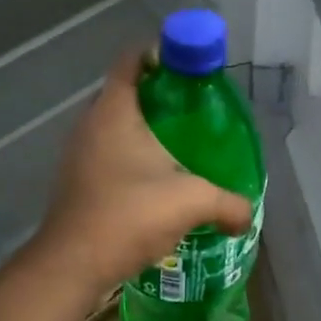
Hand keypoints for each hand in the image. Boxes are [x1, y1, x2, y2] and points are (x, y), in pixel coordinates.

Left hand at [30, 48, 252, 305]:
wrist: (72, 265)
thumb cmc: (129, 215)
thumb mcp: (191, 202)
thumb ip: (228, 203)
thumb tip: (248, 214)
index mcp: (114, 112)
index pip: (131, 61)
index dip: (160, 54)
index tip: (189, 67)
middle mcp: (90, 124)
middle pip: (125, 92)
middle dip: (160, 96)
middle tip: (195, 109)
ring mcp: (79, 154)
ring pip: (116, 126)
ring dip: (145, 130)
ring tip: (181, 146)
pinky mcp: (77, 180)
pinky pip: (108, 153)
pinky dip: (132, 156)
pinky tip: (158, 180)